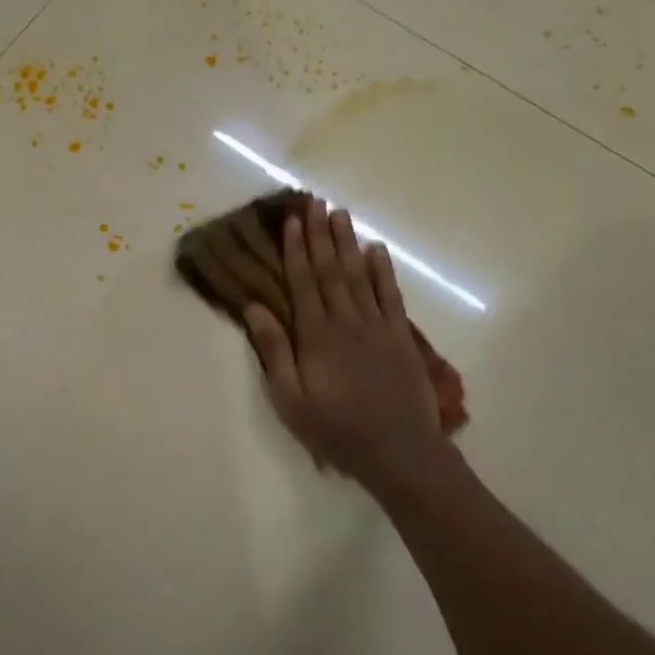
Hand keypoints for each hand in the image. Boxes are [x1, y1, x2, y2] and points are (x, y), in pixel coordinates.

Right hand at [245, 199, 447, 488]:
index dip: (295, 250)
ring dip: (348, 243)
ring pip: (359, 275)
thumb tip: (255, 307)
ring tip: (340, 214)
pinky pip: (390, 295)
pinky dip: (383, 270)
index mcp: (316, 335)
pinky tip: (376, 250)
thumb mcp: (290, 398)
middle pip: (330, 270)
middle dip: (320, 235)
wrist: (399, 452)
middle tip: (315, 203)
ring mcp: (377, 326)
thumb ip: (273, 351)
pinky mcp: (400, 337)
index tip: (291, 221)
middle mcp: (346, 321)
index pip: (303, 282)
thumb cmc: (335, 428)